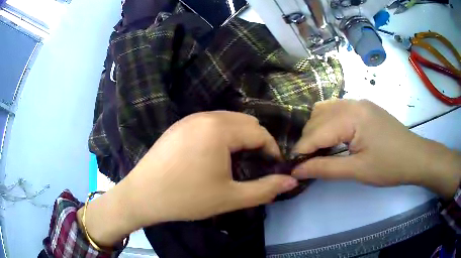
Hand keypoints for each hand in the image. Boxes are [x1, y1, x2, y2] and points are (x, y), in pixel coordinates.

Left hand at [126, 111, 297, 224]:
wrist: (142, 195)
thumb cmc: (186, 198)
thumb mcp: (230, 198)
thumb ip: (265, 189)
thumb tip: (292, 181)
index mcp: (220, 129)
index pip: (259, 133)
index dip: (272, 150)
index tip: (274, 168)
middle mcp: (205, 116)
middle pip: (245, 122)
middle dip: (258, 141)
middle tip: (258, 164)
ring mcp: (189, 119)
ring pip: (228, 120)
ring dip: (240, 137)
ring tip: (240, 160)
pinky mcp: (179, 126)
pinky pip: (210, 123)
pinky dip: (222, 134)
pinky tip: (215, 154)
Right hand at [293, 99, 460, 198]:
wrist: (415, 157)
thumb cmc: (390, 166)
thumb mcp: (357, 171)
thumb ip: (324, 168)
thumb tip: (297, 170)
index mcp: (352, 116)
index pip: (316, 132)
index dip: (301, 151)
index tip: (292, 168)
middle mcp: (353, 102)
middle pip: (317, 117)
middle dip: (308, 140)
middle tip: (307, 163)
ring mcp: (359, 103)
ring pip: (326, 110)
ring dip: (317, 130)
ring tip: (320, 150)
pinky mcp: (364, 108)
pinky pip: (338, 110)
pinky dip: (329, 123)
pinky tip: (334, 138)